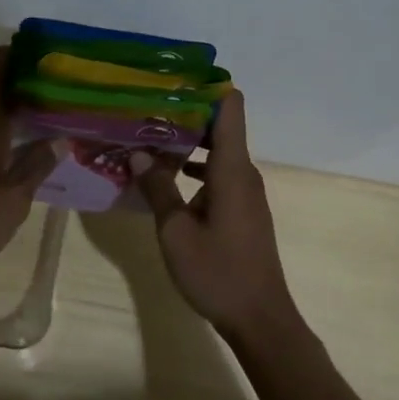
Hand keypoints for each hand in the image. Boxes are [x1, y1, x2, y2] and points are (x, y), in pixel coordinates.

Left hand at [0, 46, 62, 290]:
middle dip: (28, 86)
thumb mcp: (15, 199)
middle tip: (65, 96)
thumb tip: (61, 138)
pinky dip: (1, 132)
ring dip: (15, 112)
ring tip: (52, 122)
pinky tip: (22, 150)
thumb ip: (38, 164)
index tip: (50, 57)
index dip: (20, 52)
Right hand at [128, 90, 296, 338]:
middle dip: (184, 114)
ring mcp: (244, 192)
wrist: (260, 319)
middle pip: (220, 126)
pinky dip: (193, 170)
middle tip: (144, 109)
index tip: (172, 80)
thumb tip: (138, 152)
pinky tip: (162, 178)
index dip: (206, 87)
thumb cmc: (218, 272)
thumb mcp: (175, 231)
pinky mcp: (241, 210)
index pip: (230, 107)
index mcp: (232, 169)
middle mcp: (243, 173)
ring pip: (216, 153)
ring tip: (145, 139)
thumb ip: (158, 188)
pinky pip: (217, 175)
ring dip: (185, 144)